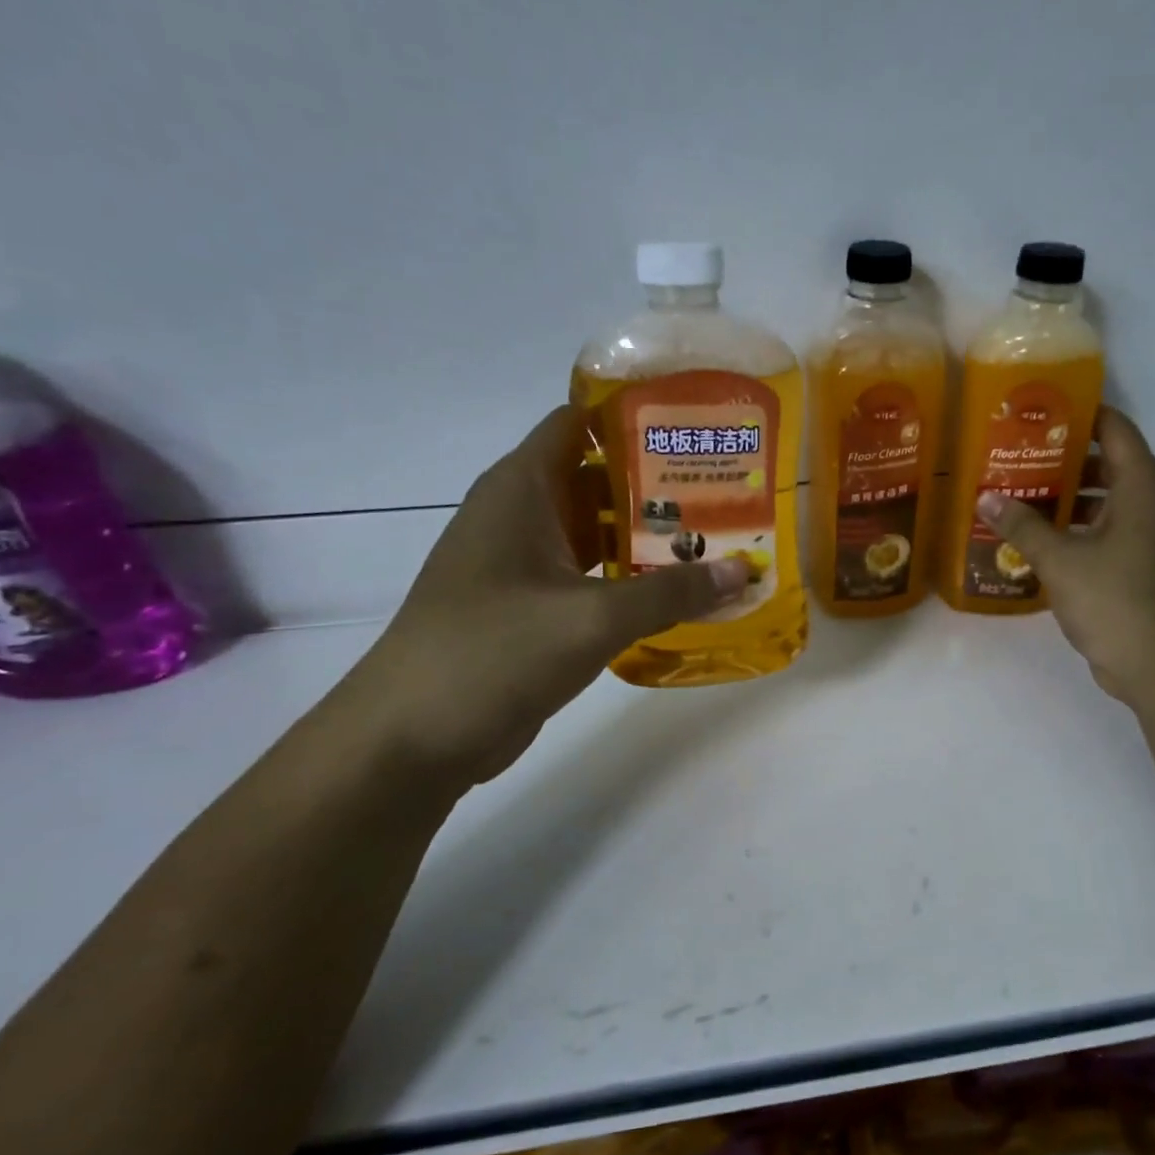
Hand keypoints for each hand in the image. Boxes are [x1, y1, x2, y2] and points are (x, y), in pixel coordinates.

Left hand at [334, 405, 747, 787]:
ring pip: (598, 532)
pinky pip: (591, 577)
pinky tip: (681, 594)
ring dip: (651, 537)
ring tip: (719, 538)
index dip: (635, 415)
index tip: (696, 425)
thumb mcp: (593, 618)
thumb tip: (744, 570)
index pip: (579, 422)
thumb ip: (672, 592)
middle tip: (729, 490)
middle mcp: (521, 516)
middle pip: (598, 478)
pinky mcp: (531, 608)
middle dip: (661, 482)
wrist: (411, 739)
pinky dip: (631, 580)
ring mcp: (524, 564)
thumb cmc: (493, 653)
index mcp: (521, 489)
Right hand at [977, 406, 1154, 708]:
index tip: (1037, 410)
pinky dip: (1074, 530)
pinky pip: (1104, 532)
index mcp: (1141, 486)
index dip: (1079, 413)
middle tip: (1014, 454)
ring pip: (1103, 501)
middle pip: (1106, 463)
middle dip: (1061, 458)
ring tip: (1016, 493)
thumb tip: (985, 497)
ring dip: (1065, 497)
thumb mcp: (1061, 560)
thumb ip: (1022, 526)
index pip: (1113, 428)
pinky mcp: (1139, 566)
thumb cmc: (1116, 600)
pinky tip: (1034, 539)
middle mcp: (1150, 503)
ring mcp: (1147, 537)